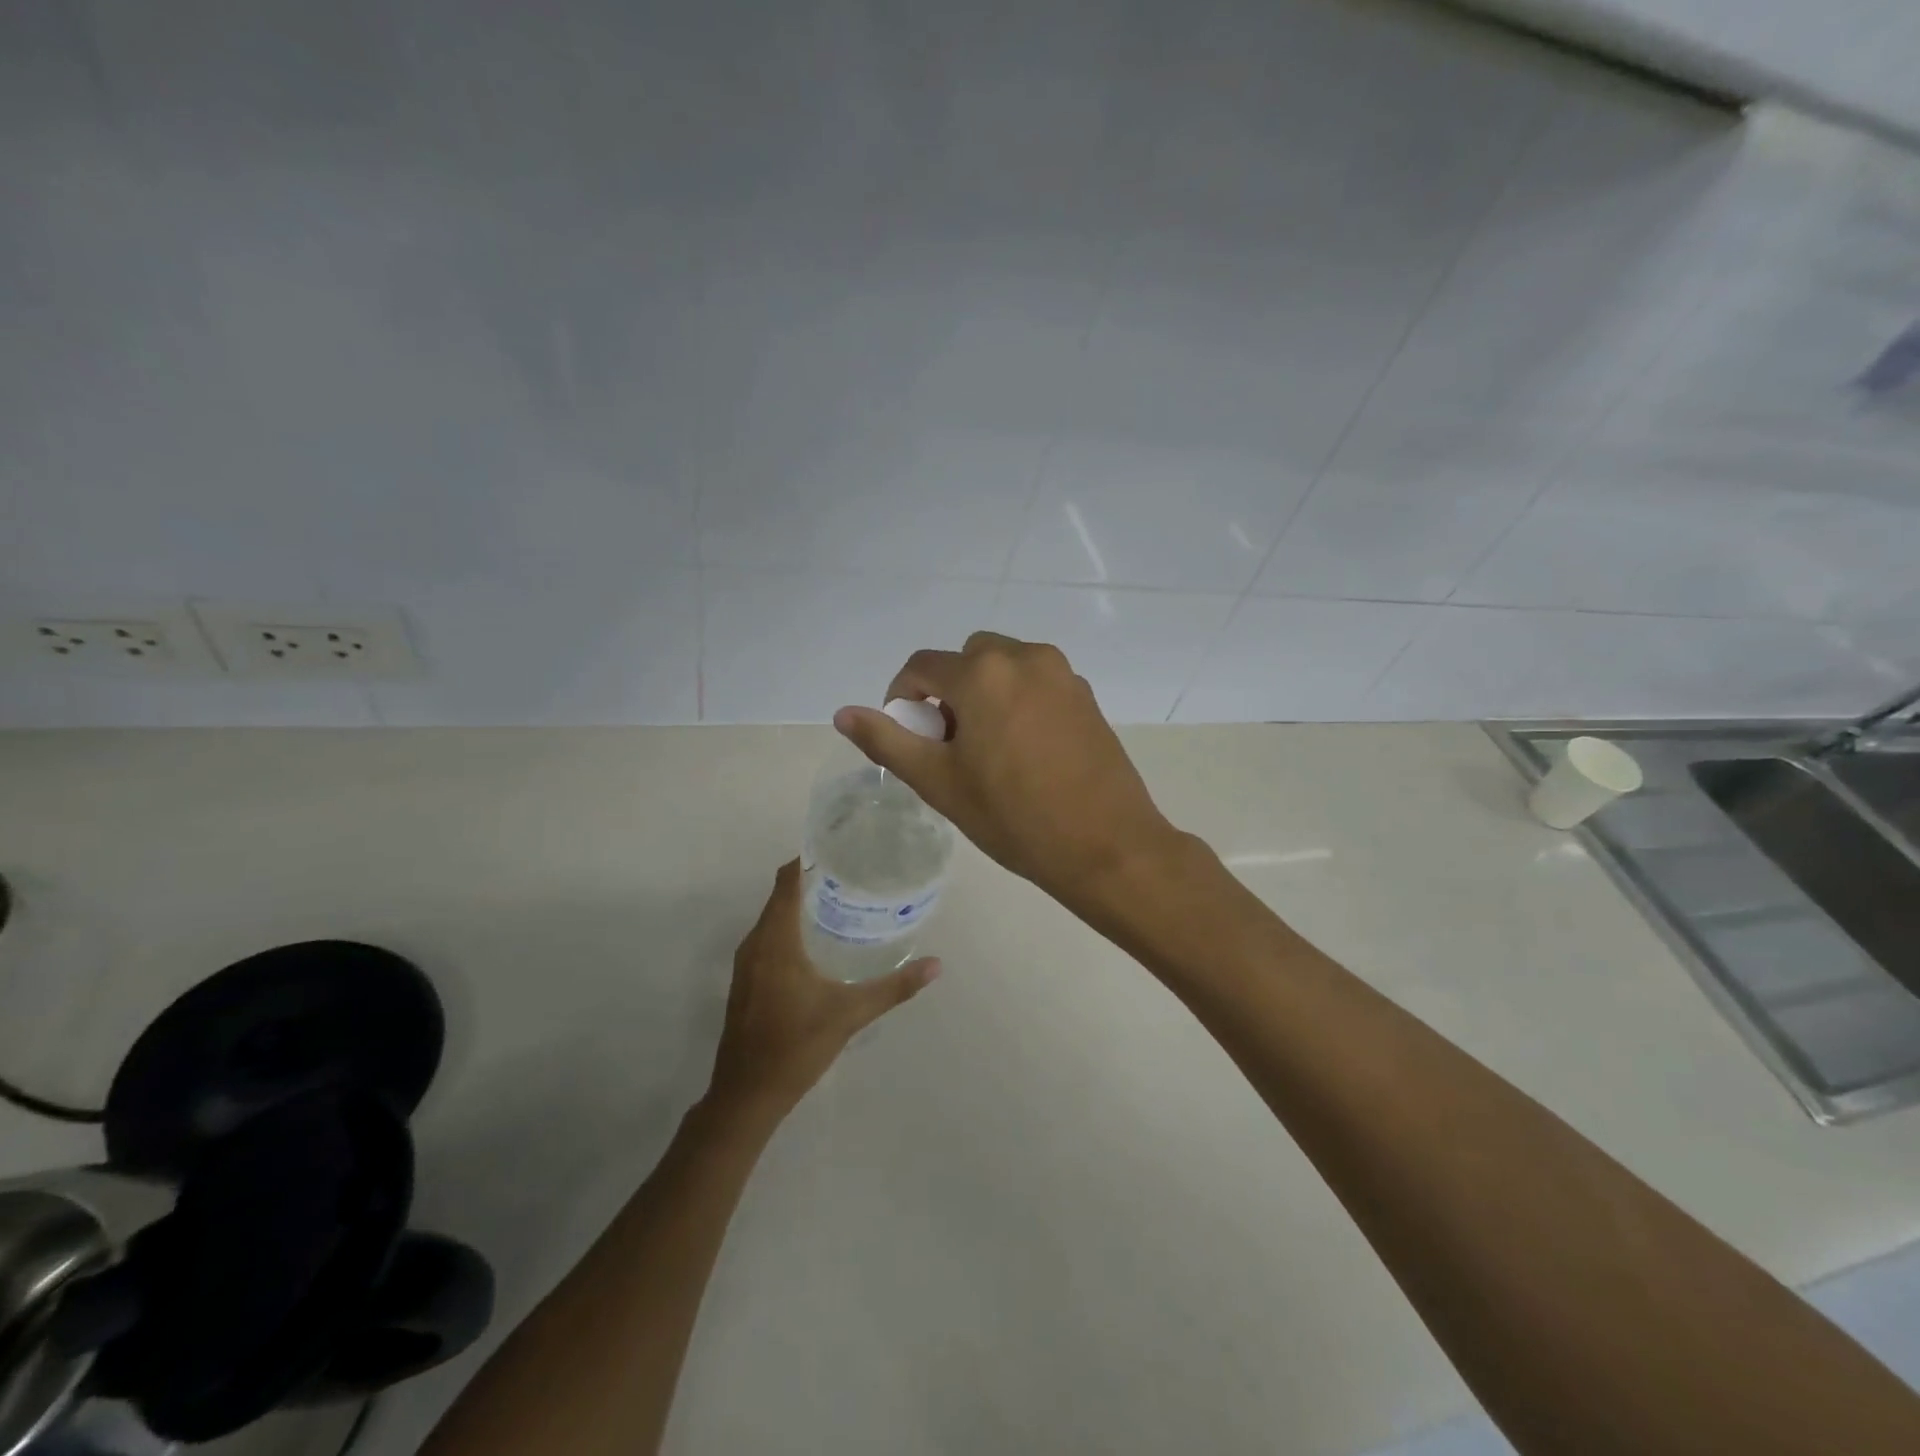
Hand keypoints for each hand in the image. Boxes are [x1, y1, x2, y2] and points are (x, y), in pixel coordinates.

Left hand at [705, 860, 939, 1122]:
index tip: (840, 849)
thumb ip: (894, 988)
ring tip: (840, 901)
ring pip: (772, 918)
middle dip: (811, 880)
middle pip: (780, 896)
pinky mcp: (745, 981)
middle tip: (852, 874)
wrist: (746, 1096)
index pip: (787, 881)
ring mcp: (746, 964)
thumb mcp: (850, 1015)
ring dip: (799, 905)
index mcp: (776, 941)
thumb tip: (937, 965)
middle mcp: (755, 944)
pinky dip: (789, 927)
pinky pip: (767, 937)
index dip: (808, 859)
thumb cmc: (796, 1047)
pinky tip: (818, 941)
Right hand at [833, 632, 1179, 915]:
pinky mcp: (1087, 696)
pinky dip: (1019, 702)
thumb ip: (888, 741)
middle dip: (949, 692)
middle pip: (967, 660)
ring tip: (989, 750)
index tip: (909, 736)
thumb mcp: (939, 782)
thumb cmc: (1013, 817)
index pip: (921, 666)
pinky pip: (1037, 683)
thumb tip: (843, 714)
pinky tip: (1026, 752)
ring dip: (985, 694)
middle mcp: (1025, 657)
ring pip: (1005, 668)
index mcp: (983, 673)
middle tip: (951, 745)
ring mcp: (1062, 674)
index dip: (903, 697)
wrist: (1106, 846)